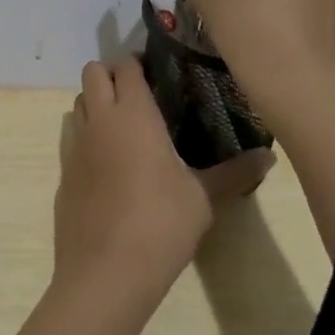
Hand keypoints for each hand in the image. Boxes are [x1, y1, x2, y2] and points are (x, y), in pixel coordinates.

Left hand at [52, 57, 265, 313]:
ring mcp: (75, 146)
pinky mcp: (63, 173)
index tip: (159, 71)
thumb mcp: (203, 198)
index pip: (125, 67)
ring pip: (78, 103)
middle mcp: (99, 120)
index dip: (138, 63)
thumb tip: (270, 156)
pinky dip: (87, 136)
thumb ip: (233, 172)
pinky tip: (110, 165)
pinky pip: (72, 138)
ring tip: (125, 125)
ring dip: (96, 102)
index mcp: (132, 114)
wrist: (105, 272)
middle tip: (141, 95)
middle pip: (92, 73)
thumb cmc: (160, 224)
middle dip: (112, 74)